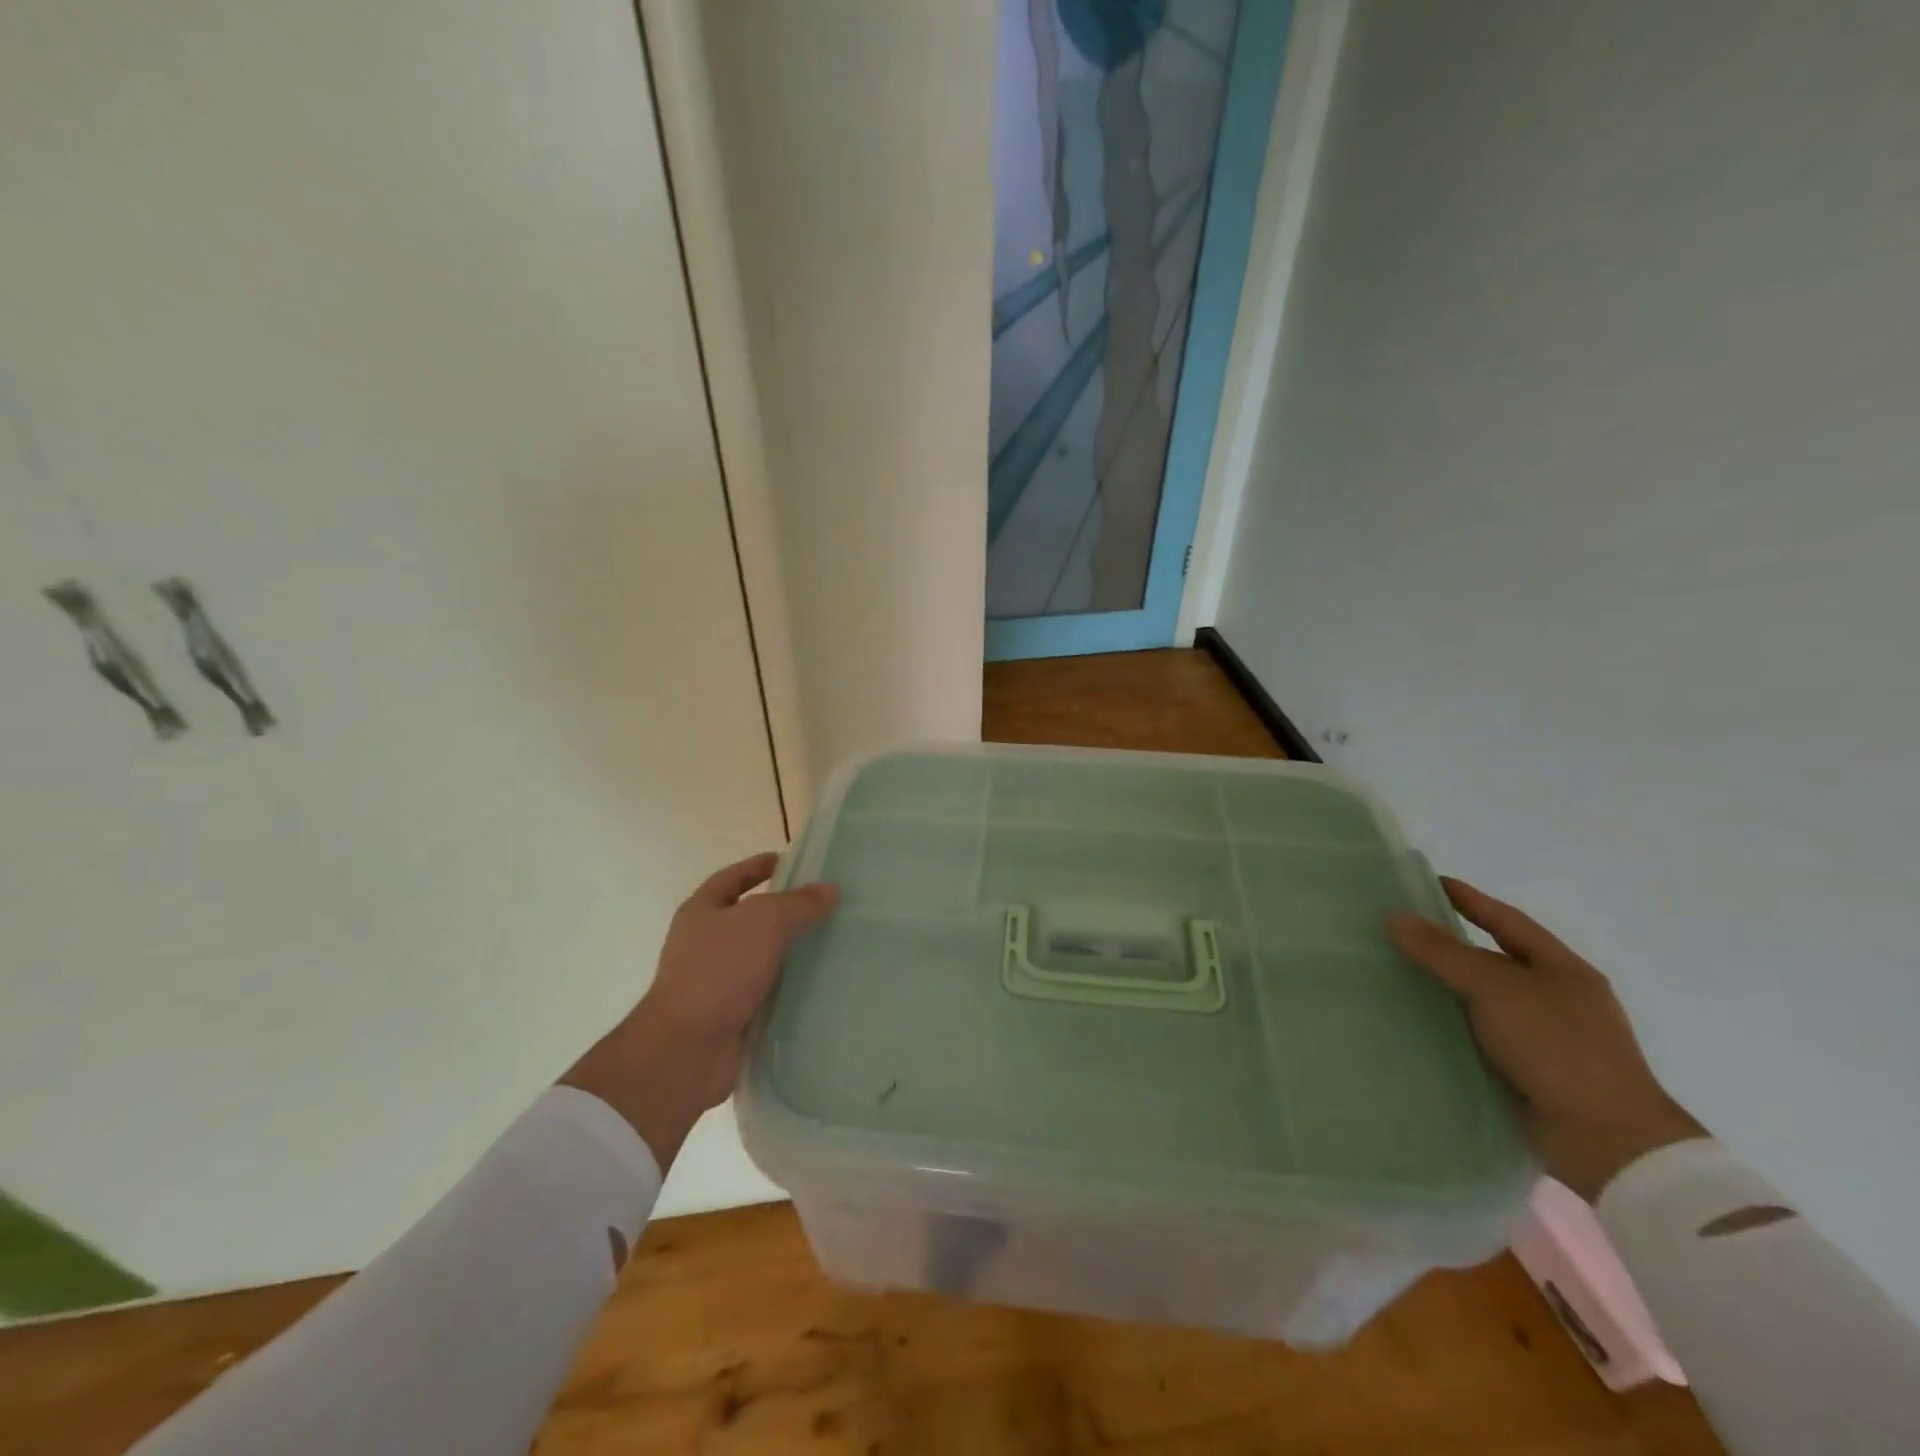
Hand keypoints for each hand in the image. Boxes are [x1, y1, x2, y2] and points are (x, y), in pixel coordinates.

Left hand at [562, 852, 837, 1167]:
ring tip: (833, 942)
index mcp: (702, 911)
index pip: (733, 877)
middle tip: (826, 904)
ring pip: (763, 956)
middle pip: (751, 917)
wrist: (688, 1048)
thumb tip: (830, 890)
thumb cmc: (719, 970)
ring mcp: (717, 981)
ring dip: (792, 951)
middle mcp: (706, 943)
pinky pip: (768, 992)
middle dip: (786, 910)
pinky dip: (791, 987)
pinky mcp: (733, 1014)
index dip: (760, 866)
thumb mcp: (765, 922)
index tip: (792, 862)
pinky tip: (822, 983)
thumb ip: (800, 903)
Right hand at [1386, 878, 1704, 1201]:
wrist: (1606, 1141)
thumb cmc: (1558, 1048)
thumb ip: (1442, 952)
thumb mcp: (1496, 989)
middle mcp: (1554, 999)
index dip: (1469, 900)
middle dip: (1446, 946)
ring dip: (1442, 990)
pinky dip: (1447, 1027)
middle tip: (1396, 930)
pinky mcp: (1525, 1072)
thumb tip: (1394, 916)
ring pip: (1480, 1001)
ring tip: (1390, 975)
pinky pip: (1476, 1037)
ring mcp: (1542, 1038)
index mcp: (1562, 970)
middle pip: (1491, 960)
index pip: (1507, 921)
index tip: (1428, 883)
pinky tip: (1410, 1023)